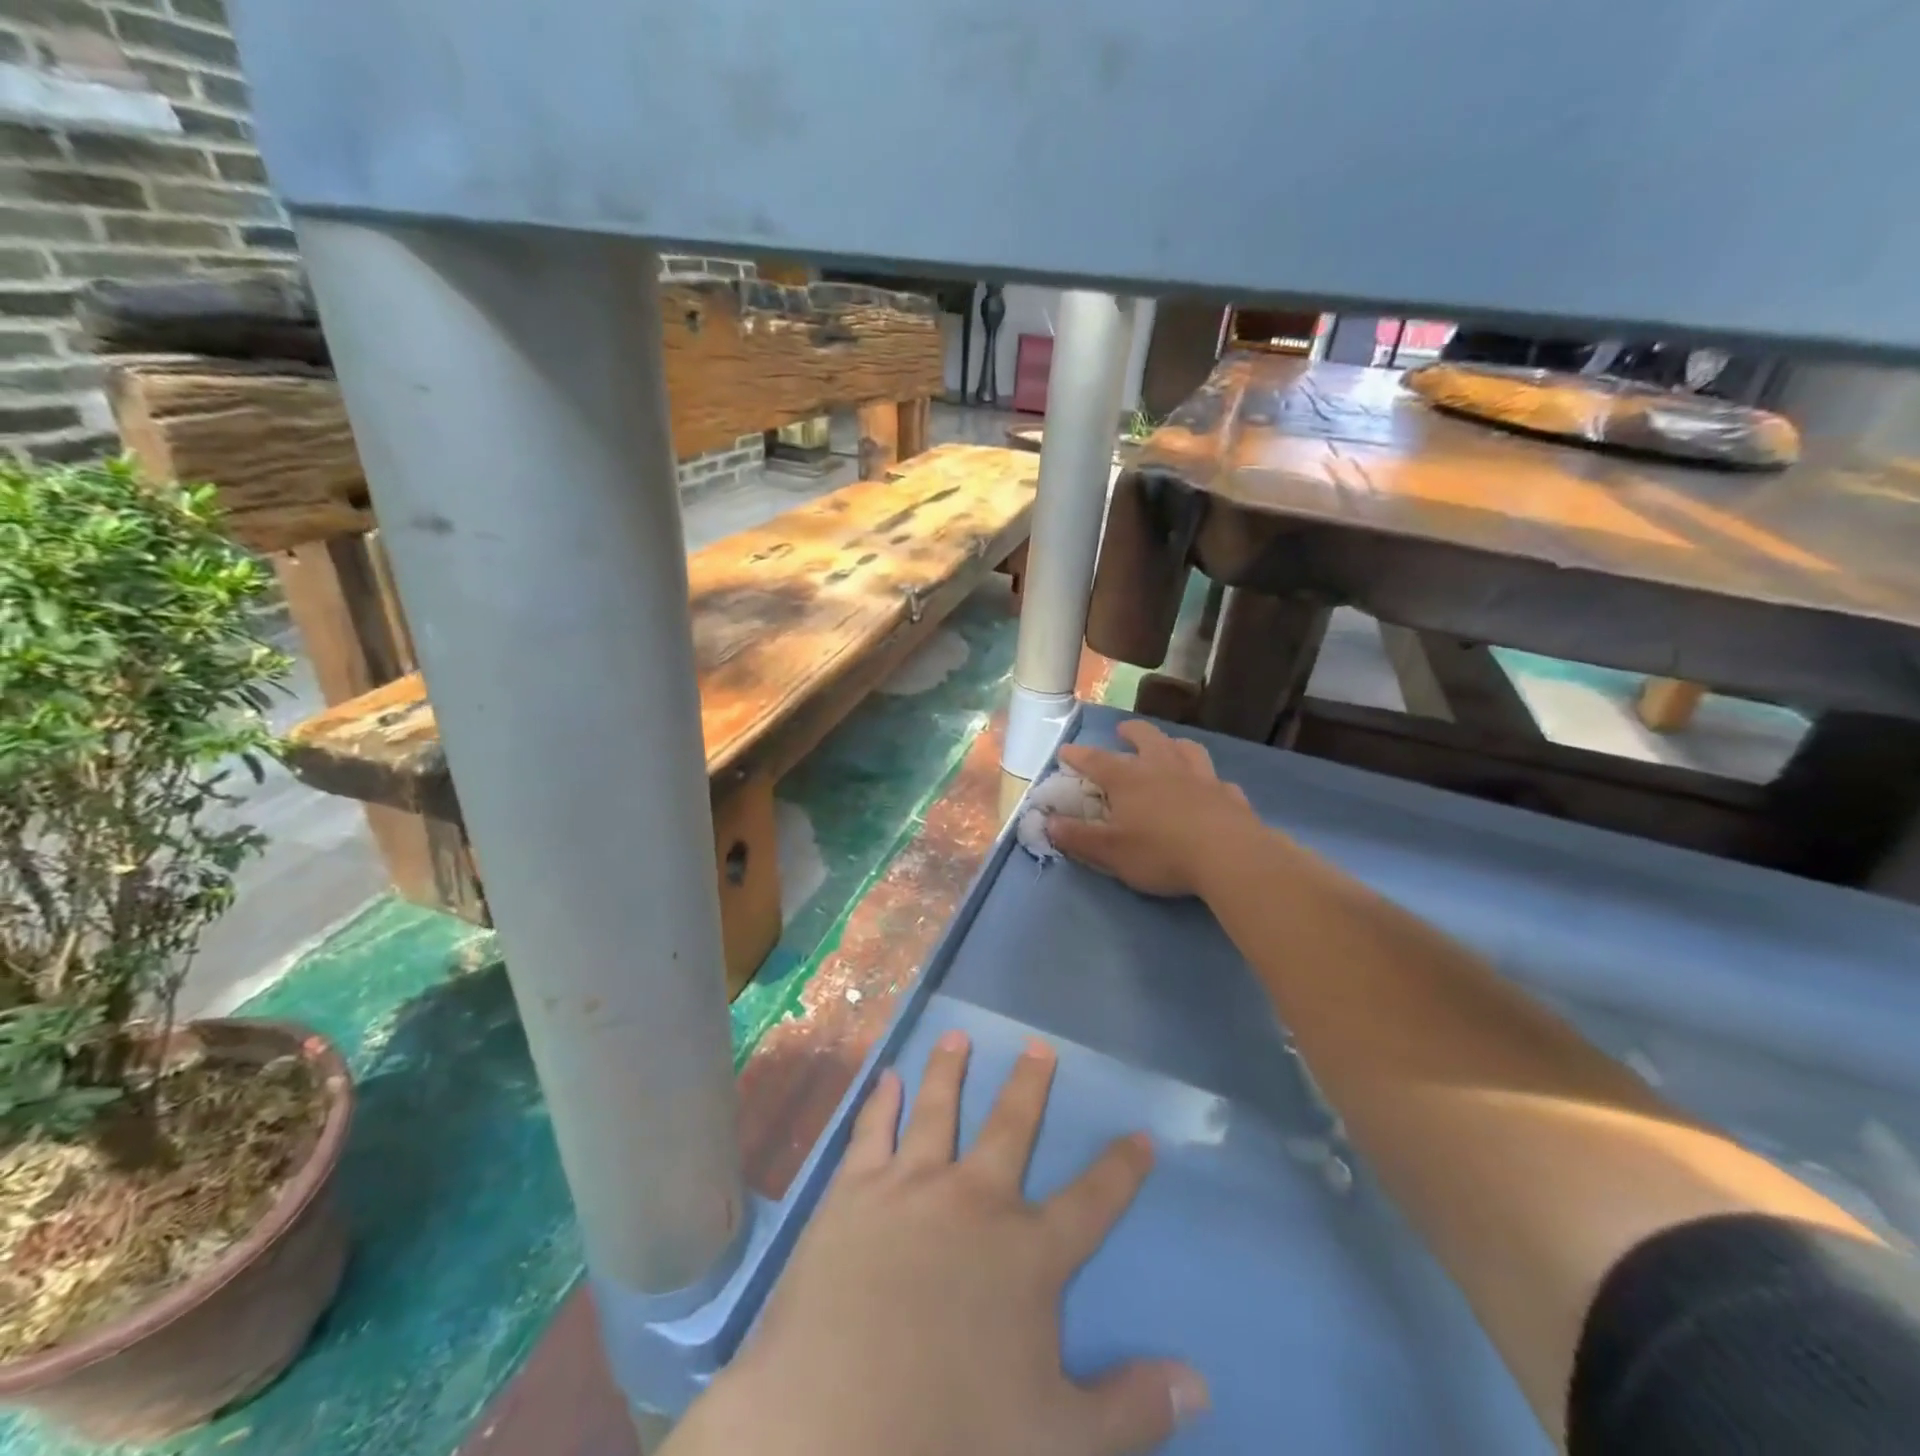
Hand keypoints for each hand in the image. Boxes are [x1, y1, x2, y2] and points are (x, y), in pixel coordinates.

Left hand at [671, 1031, 1207, 1455]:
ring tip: (958, 1036)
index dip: (1121, 1168)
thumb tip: (1199, 1383)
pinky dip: (880, 1101)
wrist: (835, 1421)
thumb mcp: (1058, 1439)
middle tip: (1039, 1046)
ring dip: (950, 1069)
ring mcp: (912, 1185)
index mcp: (1027, 1253)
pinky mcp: (855, 1190)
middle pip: (1011, 1127)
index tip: (1141, 1134)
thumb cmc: (952, 1433)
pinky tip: (885, 1076)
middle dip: (1029, 1085)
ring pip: (937, 1108)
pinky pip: (873, 1130)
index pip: (1092, 1201)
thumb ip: (1130, 1408)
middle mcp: (975, 1199)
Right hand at [1051, 720, 1261, 897]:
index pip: (1097, 761)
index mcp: (1129, 780)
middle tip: (1123, 731)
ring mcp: (1201, 778)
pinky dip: (1209, 781)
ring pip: (1186, 750)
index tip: (1066, 751)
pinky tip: (1210, 788)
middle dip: (1132, 732)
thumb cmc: (1161, 853)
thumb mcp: (1111, 852)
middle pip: (1146, 738)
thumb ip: (1079, 838)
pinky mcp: (1229, 795)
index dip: (1079, 756)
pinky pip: (1217, 781)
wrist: (1228, 856)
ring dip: (1173, 745)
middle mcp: (1163, 768)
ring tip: (1169, 747)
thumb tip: (1049, 823)